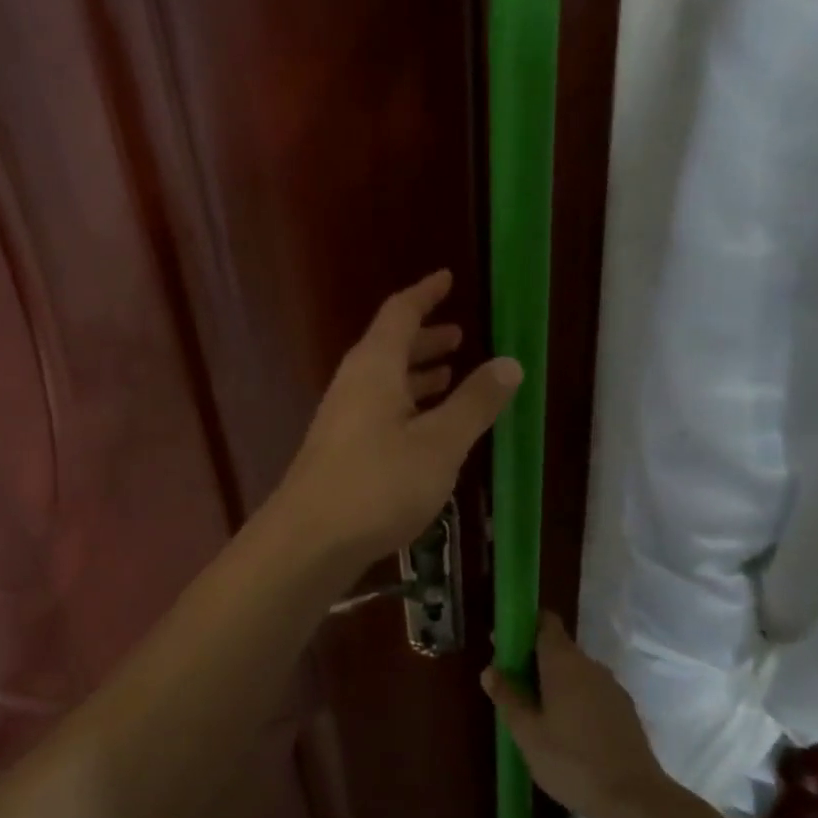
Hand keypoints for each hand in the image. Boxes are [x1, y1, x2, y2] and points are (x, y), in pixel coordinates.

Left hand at [272, 270, 521, 564]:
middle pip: (390, 347)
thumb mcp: (439, 443)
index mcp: (374, 367)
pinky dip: (406, 405)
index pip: (400, 313)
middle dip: (425, 338)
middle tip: (458, 336)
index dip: (425, 294)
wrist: (309, 539)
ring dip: (416, 374)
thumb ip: (474, 402)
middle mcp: (353, 383)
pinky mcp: (339, 449)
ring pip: (384, 381)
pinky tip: (426, 429)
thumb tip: (508, 362)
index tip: (447, 279)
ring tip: (450, 375)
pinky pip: (378, 410)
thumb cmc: (378, 483)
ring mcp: (341, 417)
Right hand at [482, 610, 672, 817]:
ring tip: (537, 714)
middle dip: (534, 660)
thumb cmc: (572, 761)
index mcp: (563, 662)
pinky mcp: (626, 711)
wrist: (637, 801)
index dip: (523, 626)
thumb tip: (490, 670)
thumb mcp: (527, 733)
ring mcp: (612, 688)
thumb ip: (507, 697)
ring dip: (555, 683)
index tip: (505, 645)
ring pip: (576, 673)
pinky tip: (567, 732)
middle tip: (513, 687)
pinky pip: (592, 693)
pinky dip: (576, 700)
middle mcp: (590, 666)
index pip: (545, 622)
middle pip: (558, 648)